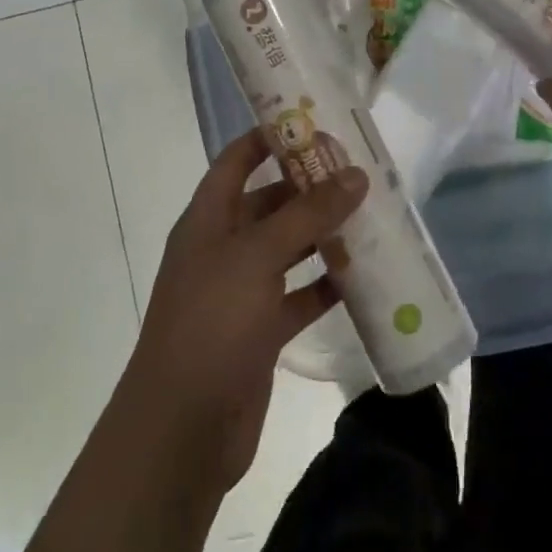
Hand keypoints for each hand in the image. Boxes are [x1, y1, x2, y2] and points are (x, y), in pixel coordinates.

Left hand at [121, 128, 367, 495]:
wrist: (181, 432)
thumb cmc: (212, 323)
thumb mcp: (259, 256)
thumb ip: (308, 214)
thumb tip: (355, 174)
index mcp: (208, 219)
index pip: (237, 159)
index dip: (269, 137)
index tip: (314, 120)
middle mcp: (222, 248)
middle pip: (269, 203)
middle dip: (309, 187)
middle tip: (359, 171)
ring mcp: (240, 292)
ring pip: (288, 249)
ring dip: (323, 234)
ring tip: (370, 215)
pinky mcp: (260, 332)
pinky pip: (298, 295)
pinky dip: (326, 284)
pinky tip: (363, 276)